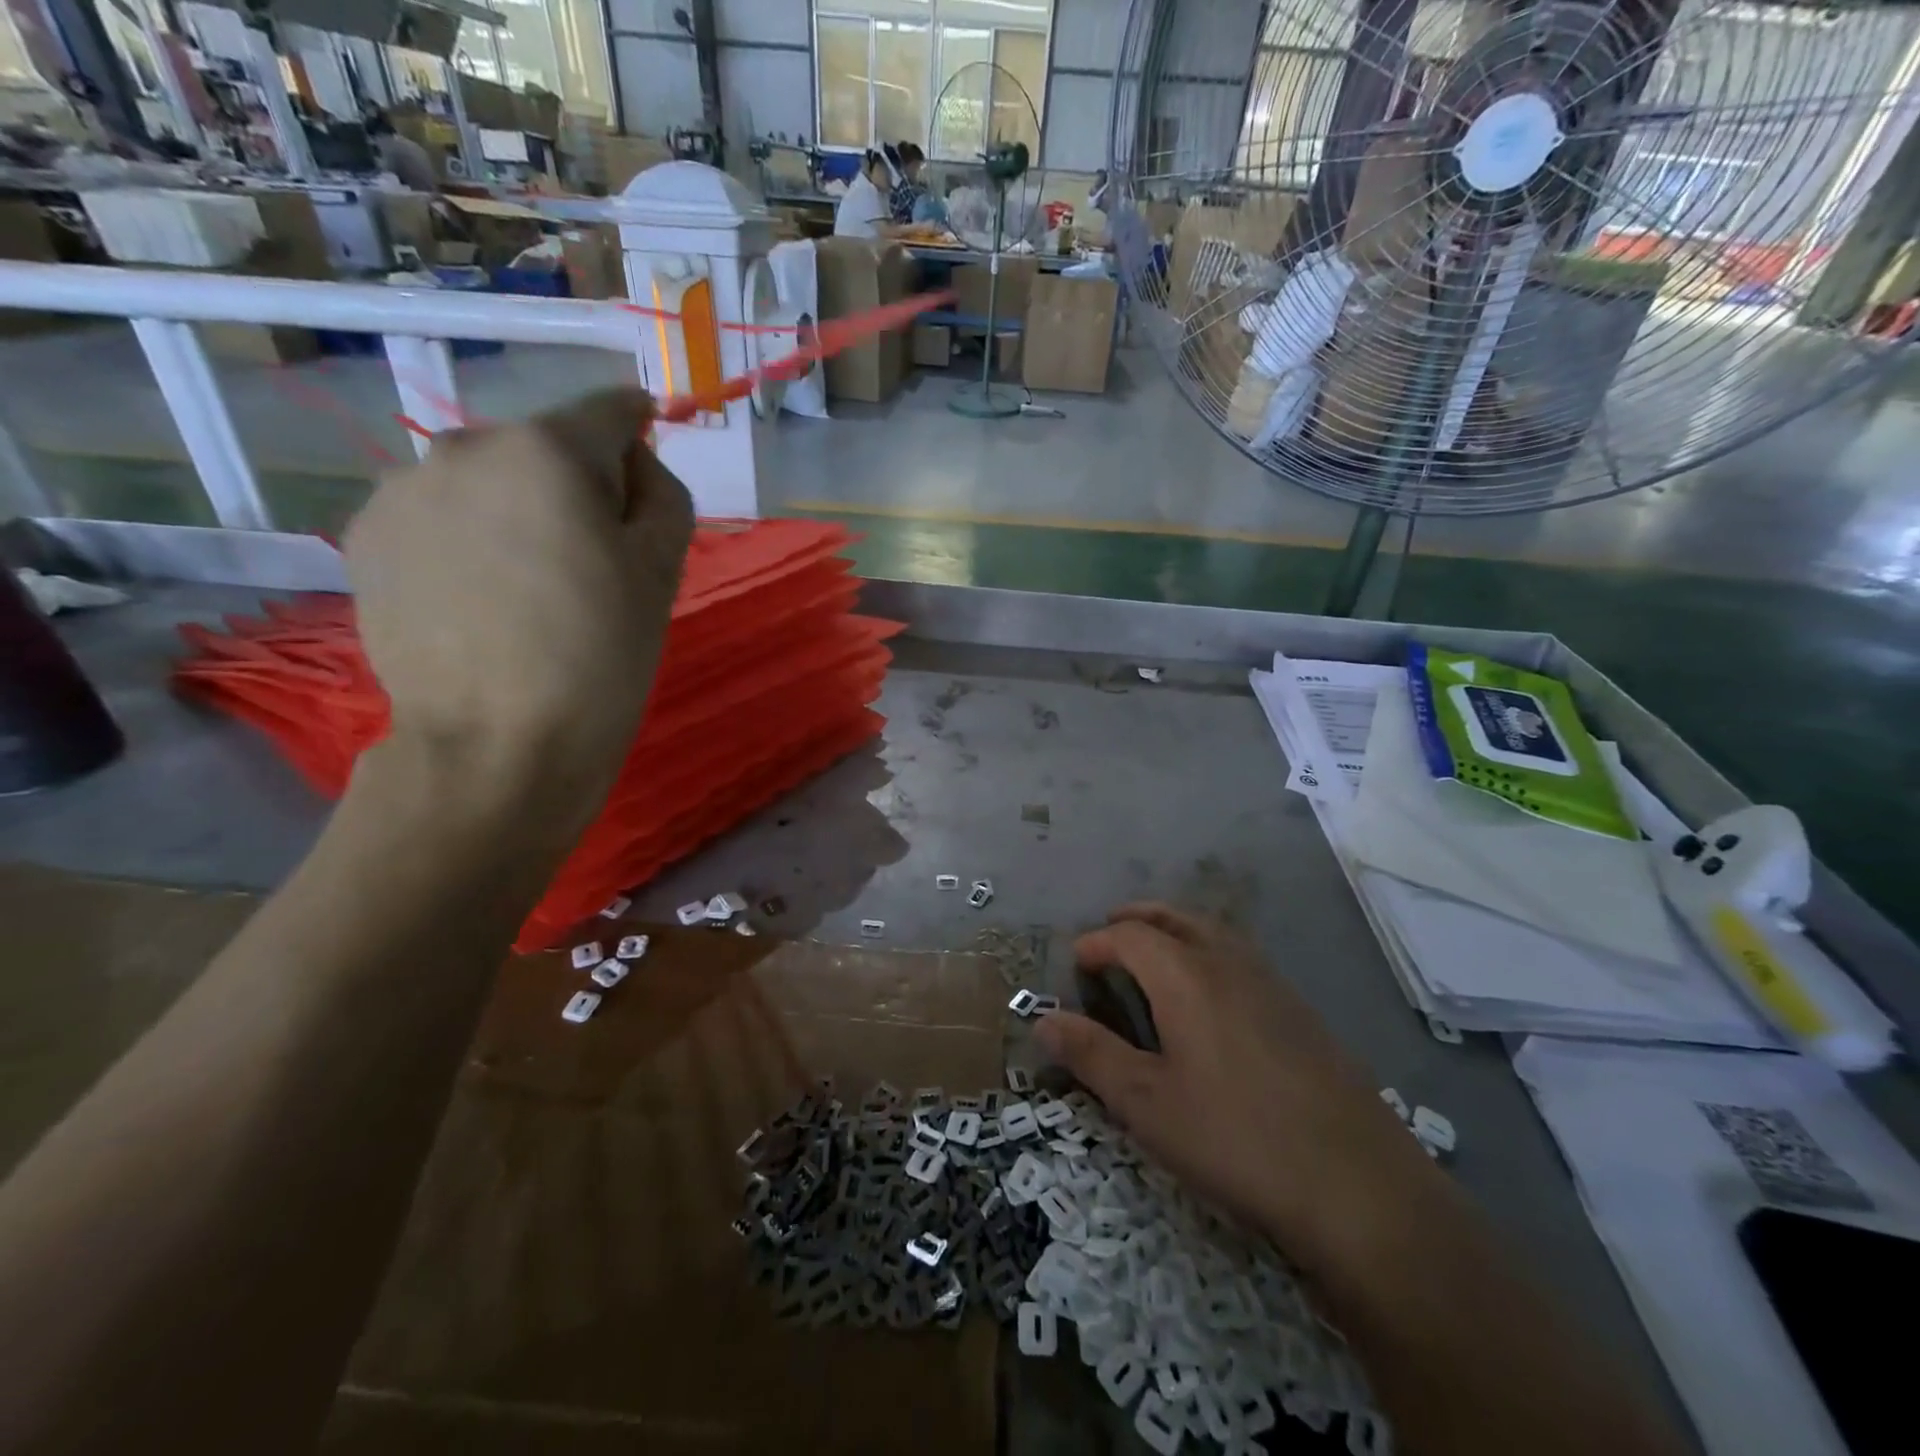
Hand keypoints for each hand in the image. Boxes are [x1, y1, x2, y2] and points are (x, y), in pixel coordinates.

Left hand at [344, 388, 692, 823]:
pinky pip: (440, 516)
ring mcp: (403, 489)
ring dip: (518, 512)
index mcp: (549, 450)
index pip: (610, 409)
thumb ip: (663, 495)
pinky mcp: (365, 536)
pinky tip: (480, 600)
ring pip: (488, 481)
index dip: (639, 432)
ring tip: (530, 588)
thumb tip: (633, 466)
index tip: (647, 473)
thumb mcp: (663, 571)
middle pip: (544, 446)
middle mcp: (465, 446)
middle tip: (593, 561)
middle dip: (577, 485)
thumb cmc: (601, 656)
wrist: (498, 745)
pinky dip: (468, 540)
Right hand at [1037, 904, 1443, 1273]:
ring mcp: (1272, 983)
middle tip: (1111, 935)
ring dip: (1176, 930)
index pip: (1129, 936)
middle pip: (1174, 918)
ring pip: (1213, 932)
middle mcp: (1228, 963)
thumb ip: (1091, 1055)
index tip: (1076, 964)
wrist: (1359, 1185)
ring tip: (1155, 955)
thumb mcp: (1147, 1104)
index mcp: (1186, 975)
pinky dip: (1210, 952)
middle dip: (1136, 919)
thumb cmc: (1236, 1139)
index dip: (1096, 943)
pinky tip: (1213, 997)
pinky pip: (1242, 957)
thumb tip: (1042, 1019)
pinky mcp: (1302, 1011)